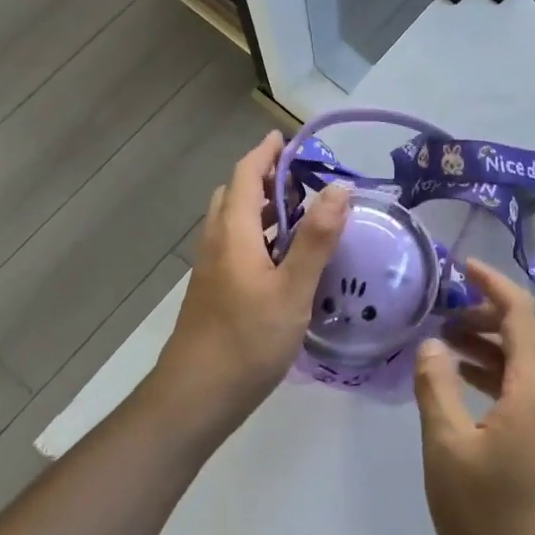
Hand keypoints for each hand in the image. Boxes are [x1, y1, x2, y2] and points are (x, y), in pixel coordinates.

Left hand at [147, 132, 349, 441]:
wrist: (195, 397)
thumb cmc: (247, 340)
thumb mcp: (292, 289)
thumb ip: (316, 238)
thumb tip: (339, 188)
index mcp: (234, 233)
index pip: (245, 174)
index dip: (266, 152)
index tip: (289, 138)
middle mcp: (217, 242)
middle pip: (235, 193)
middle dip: (265, 176)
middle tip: (303, 178)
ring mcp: (211, 268)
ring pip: (234, 221)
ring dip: (261, 206)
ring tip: (300, 212)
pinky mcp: (213, 290)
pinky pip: (235, 244)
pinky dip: (258, 233)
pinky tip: (284, 258)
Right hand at [414, 260, 534, 534]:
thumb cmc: (488, 517)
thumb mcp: (447, 447)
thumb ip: (436, 387)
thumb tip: (432, 344)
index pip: (522, 313)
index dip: (493, 283)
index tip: (462, 266)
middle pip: (533, 331)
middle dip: (493, 312)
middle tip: (449, 315)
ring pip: (531, 359)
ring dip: (494, 342)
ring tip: (446, 344)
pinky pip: (528, 386)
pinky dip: (499, 371)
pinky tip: (464, 383)